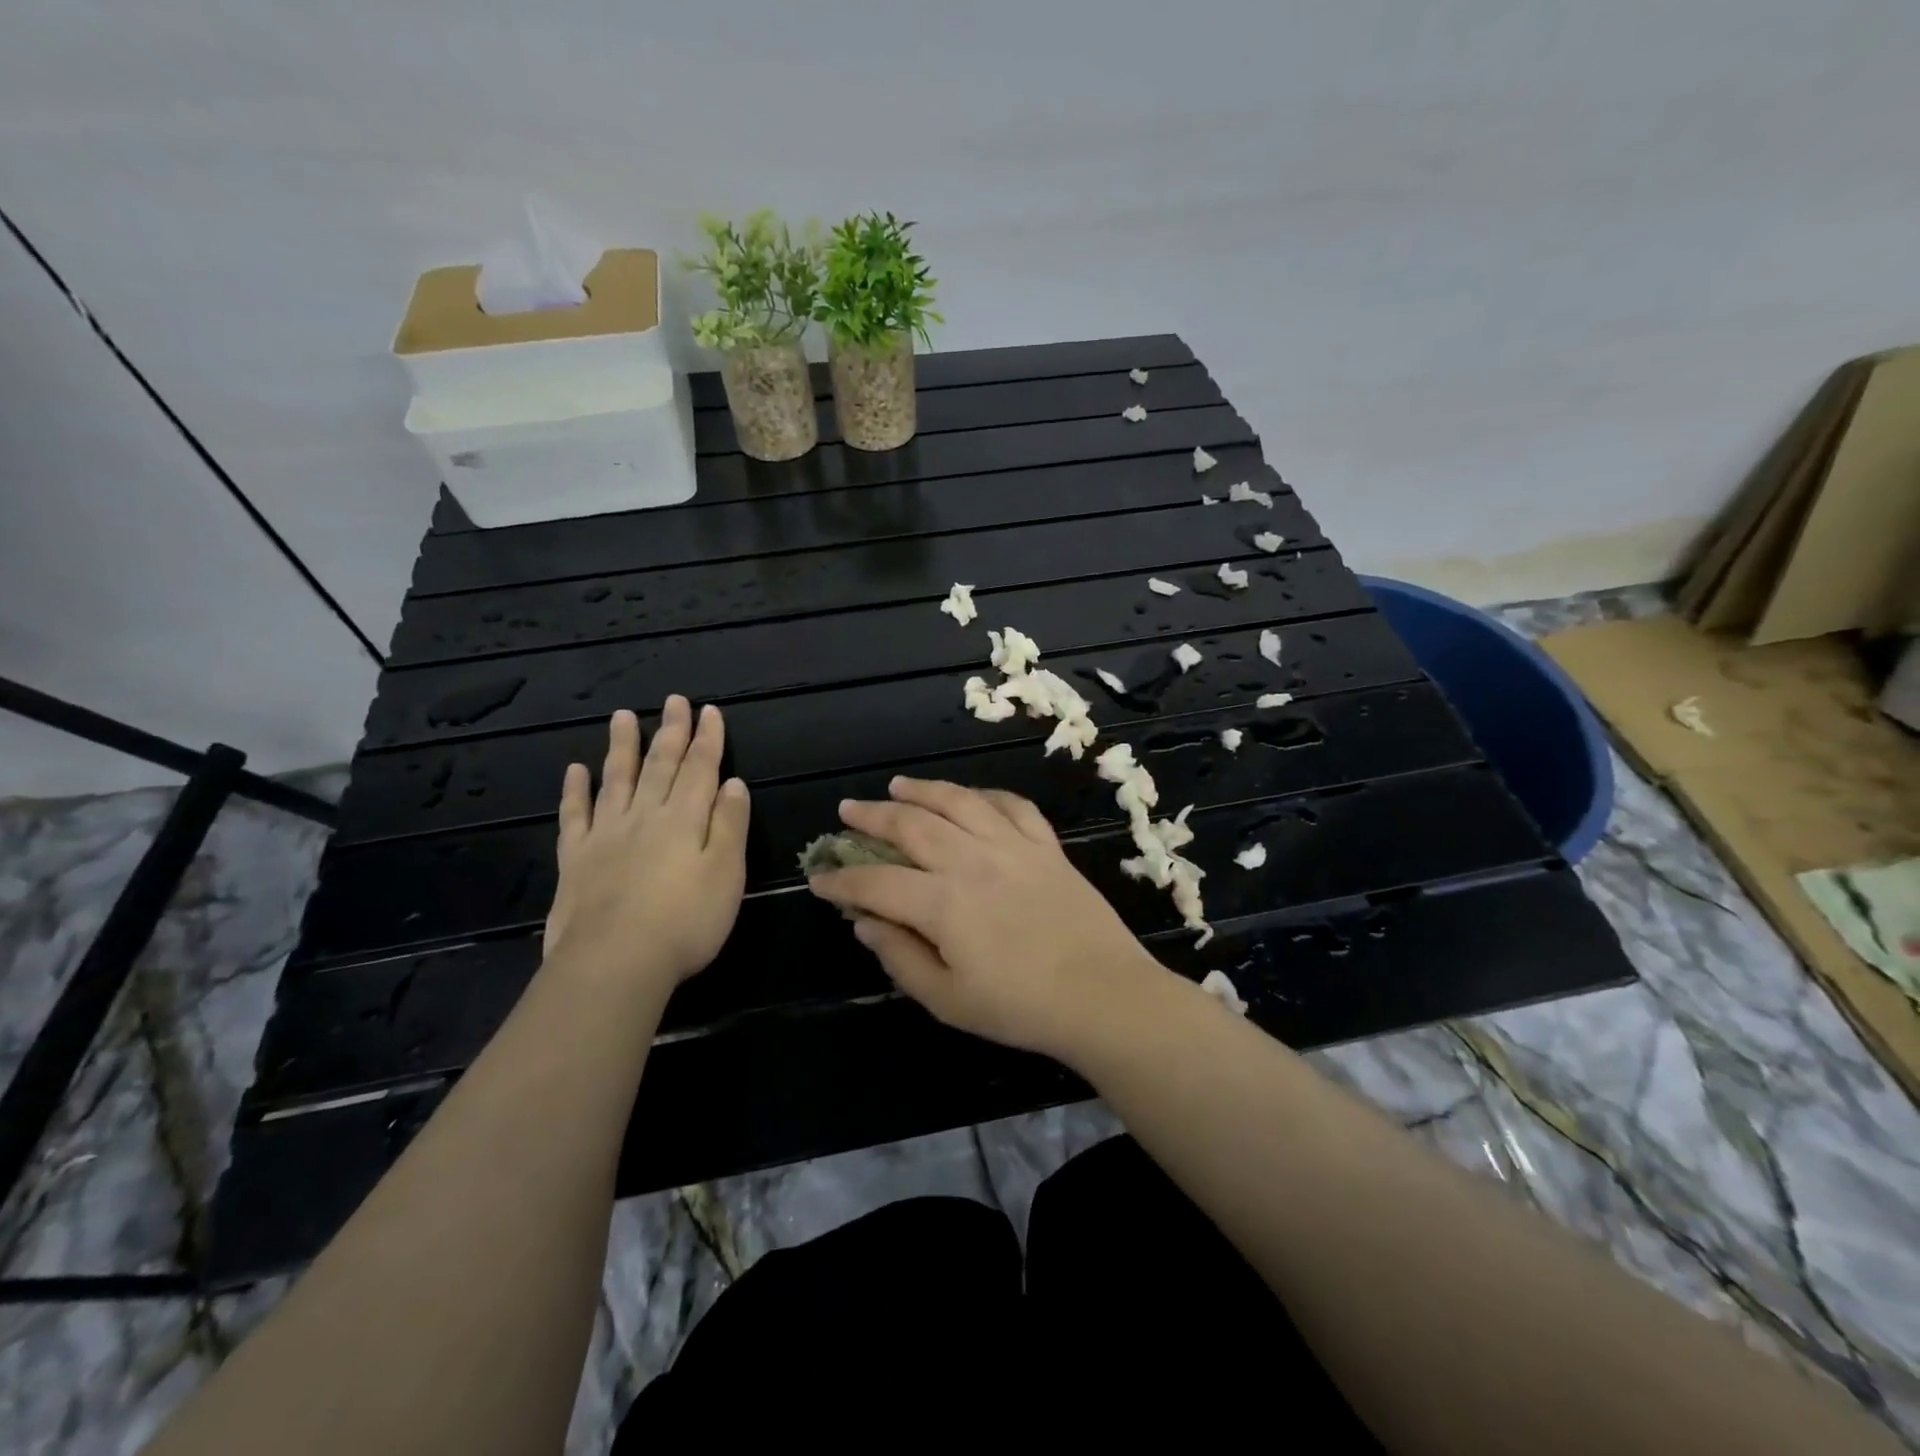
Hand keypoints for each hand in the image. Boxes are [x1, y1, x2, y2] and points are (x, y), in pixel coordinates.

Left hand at [542, 698, 748, 1001]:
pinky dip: (576, 790)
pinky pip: (575, 815)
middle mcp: (645, 816)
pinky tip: (576, 770)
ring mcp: (606, 835)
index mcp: (685, 819)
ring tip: (623, 717)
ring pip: (616, 779)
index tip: (709, 711)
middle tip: (674, 700)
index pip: (700, 769)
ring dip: (623, 747)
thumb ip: (730, 825)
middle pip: (660, 766)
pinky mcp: (576, 859)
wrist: (614, 962)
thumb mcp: (727, 874)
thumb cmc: (686, 921)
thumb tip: (733, 783)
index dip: (707, 739)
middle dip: (671, 732)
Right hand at [807, 777, 1166, 1059]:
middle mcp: (972, 861)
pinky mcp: (1046, 846)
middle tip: (848, 809)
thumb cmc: (1020, 1007)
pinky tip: (971, 797)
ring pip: (958, 801)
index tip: (819, 879)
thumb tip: (864, 923)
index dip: (842, 880)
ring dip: (923, 790)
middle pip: (911, 825)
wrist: (1102, 995)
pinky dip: (986, 795)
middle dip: (872, 816)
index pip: (877, 882)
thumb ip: (900, 957)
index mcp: (943, 903)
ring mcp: (1012, 846)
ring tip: (898, 785)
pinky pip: (1012, 805)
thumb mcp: (947, 999)